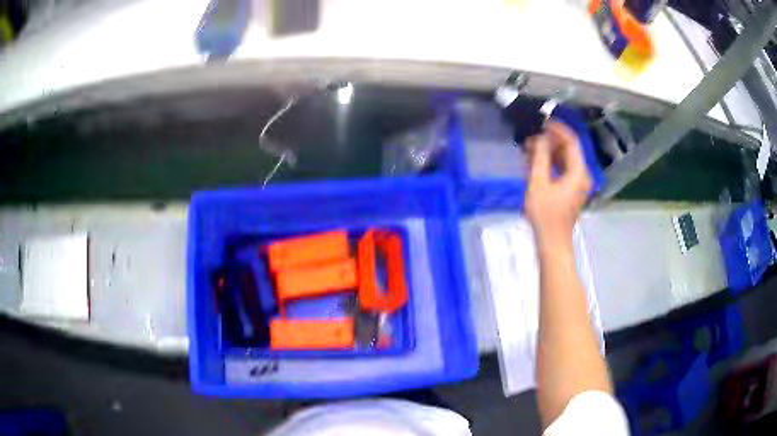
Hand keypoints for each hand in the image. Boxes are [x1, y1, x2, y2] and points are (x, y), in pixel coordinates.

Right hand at [525, 121, 591, 244]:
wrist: (552, 243)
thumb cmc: (545, 215)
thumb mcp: (538, 183)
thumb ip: (540, 157)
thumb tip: (539, 138)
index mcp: (578, 172)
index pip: (571, 142)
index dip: (557, 129)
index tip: (541, 122)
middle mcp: (582, 175)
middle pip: (568, 150)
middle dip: (549, 142)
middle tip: (529, 138)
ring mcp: (577, 184)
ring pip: (564, 160)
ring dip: (547, 153)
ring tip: (527, 150)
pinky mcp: (571, 191)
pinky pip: (562, 170)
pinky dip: (549, 165)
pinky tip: (533, 164)